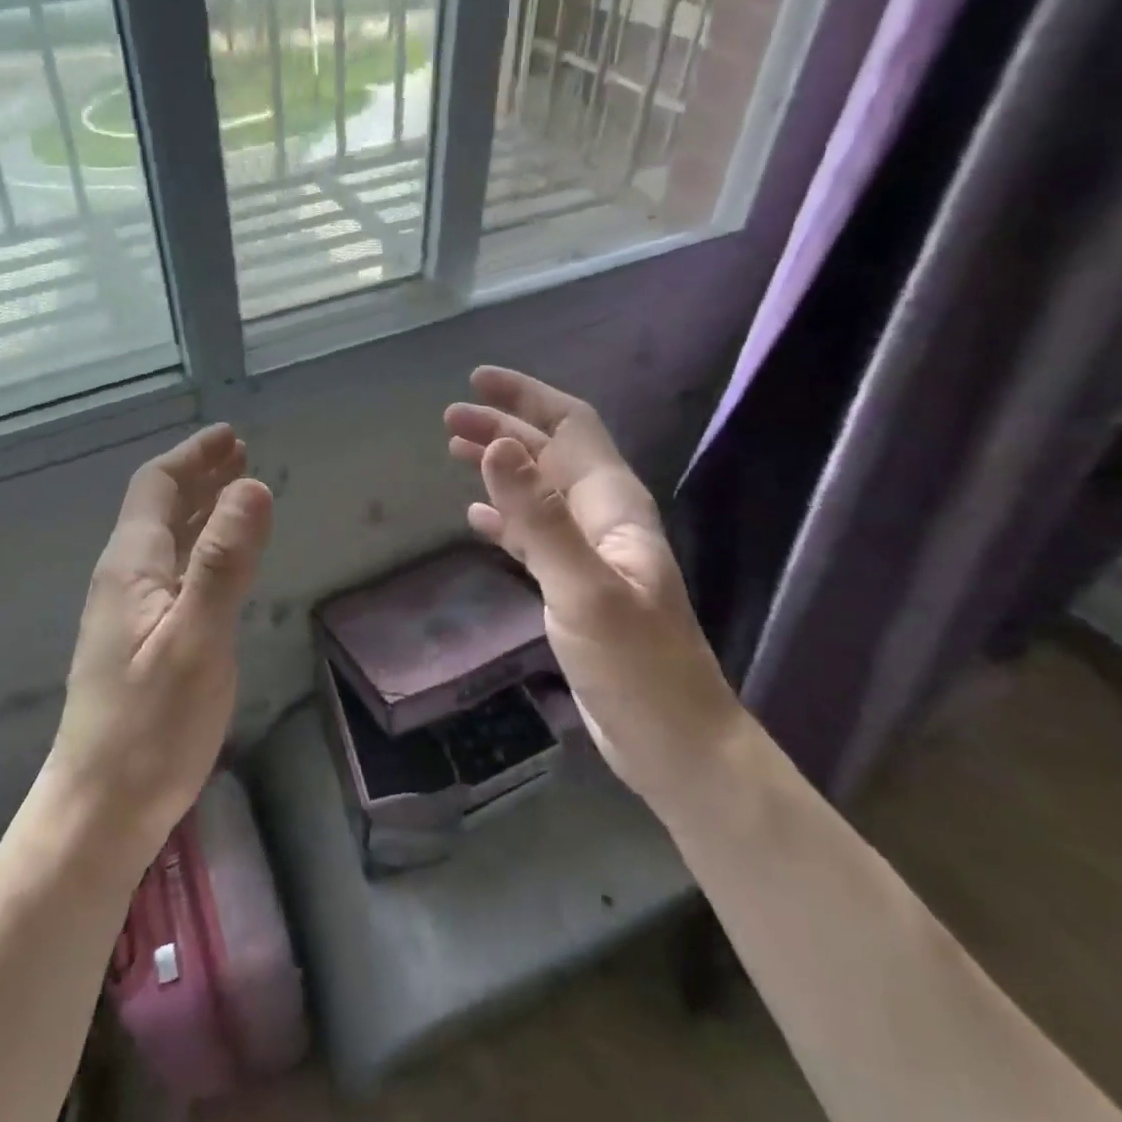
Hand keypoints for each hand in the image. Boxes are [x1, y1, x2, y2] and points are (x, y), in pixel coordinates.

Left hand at [46, 424, 273, 865]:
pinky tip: (216, 561)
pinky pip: (171, 572)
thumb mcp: (197, 638)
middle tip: (238, 453)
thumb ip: (224, 562)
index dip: (192, 457)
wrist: (101, 809)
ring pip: (165, 541)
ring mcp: (127, 613)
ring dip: (198, 509)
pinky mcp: (138, 642)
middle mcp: (124, 580)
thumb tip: (252, 485)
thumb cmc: (151, 725)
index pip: (157, 489)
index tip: (230, 437)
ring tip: (234, 491)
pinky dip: (199, 547)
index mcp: (132, 567)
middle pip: (158, 510)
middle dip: (197, 476)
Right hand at [445, 367, 739, 804]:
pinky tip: (475, 517)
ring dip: (500, 467)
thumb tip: (497, 446)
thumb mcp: (584, 588)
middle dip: (503, 428)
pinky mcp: (574, 587)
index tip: (477, 381)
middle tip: (449, 420)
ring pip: (538, 491)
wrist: (673, 741)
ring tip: (454, 452)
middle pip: (550, 453)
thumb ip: (540, 518)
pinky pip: (533, 535)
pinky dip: (504, 517)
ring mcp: (589, 553)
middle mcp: (602, 518)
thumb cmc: (637, 665)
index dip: (527, 397)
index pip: (571, 427)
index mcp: (613, 504)